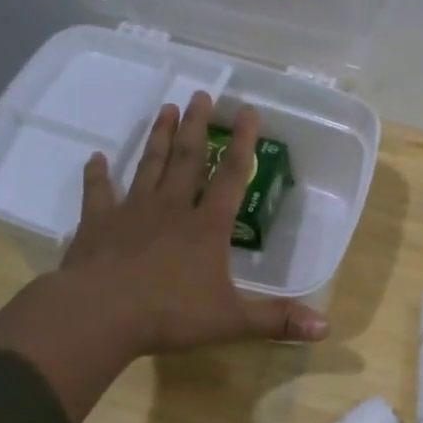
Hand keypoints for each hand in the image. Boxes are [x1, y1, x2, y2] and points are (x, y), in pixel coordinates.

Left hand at [0, 93, 326, 422]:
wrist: (100, 315)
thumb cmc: (169, 315)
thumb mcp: (231, 321)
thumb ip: (277, 320)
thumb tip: (326, 327)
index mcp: (206, 227)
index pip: (232, 177)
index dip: (244, 144)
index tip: (249, 111)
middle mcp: (171, 209)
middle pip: (188, 160)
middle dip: (198, 126)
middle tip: (203, 94)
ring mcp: (132, 212)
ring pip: (149, 166)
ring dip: (159, 137)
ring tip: (167, 108)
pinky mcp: (97, 223)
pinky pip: (98, 192)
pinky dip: (96, 174)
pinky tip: (95, 157)